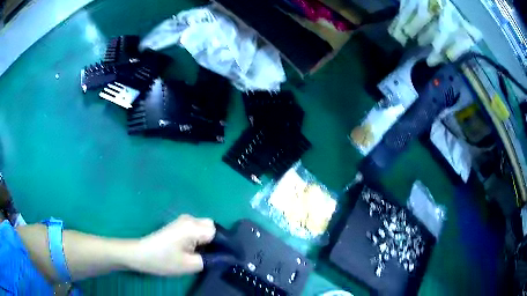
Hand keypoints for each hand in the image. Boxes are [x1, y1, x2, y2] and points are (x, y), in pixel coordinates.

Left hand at [132, 214, 215, 275]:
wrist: (140, 254)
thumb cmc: (163, 260)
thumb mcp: (190, 265)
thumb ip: (211, 260)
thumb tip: (224, 258)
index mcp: (193, 227)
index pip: (217, 232)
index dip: (220, 245)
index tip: (217, 258)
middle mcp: (189, 219)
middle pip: (211, 227)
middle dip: (213, 241)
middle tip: (207, 256)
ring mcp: (182, 220)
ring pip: (203, 227)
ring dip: (205, 240)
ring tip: (198, 254)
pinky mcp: (177, 225)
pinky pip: (195, 228)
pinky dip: (197, 238)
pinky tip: (189, 250)